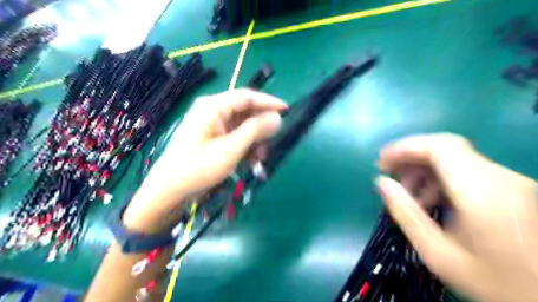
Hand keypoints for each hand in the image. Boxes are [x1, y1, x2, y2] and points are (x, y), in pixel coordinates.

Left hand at [123, 88, 286, 231]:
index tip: (287, 110)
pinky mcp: (213, 138)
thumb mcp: (231, 149)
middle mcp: (213, 111)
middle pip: (245, 111)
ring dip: (255, 139)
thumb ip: (255, 130)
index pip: (247, 96)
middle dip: (261, 126)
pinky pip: (235, 136)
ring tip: (261, 156)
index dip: (268, 102)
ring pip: (242, 125)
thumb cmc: (199, 168)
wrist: (170, 190)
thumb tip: (277, 117)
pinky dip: (246, 146)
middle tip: (274, 140)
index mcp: (213, 107)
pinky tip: (251, 160)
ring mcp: (212, 125)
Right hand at [375, 133, 537, 301]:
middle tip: (388, 173)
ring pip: (456, 160)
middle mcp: (500, 178)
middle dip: (411, 157)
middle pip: (447, 149)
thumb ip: (406, 214)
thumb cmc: (496, 284)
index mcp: (482, 191)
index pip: (439, 147)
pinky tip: (431, 200)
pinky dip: (441, 179)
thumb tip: (381, 182)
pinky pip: (469, 172)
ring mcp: (510, 183)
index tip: (382, 161)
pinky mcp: (513, 190)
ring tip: (408, 193)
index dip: (405, 147)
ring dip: (425, 170)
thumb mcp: (439, 253)